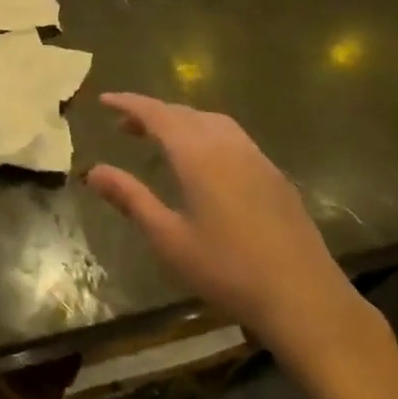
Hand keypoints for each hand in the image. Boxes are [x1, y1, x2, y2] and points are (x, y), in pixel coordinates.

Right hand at [86, 93, 384, 375]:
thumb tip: (93, 171)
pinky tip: (204, 161)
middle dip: (152, 113)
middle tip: (125, 126)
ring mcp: (257, 158)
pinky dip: (206, 133)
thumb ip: (131, 199)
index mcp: (199, 156)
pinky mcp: (275, 176)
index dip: (129, 104)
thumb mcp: (169, 238)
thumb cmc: (227, 270)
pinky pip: (233, 137)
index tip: (105, 100)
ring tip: (161, 139)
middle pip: (185, 114)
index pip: (157, 115)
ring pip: (212, 122)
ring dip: (182, 121)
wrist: (304, 298)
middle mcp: (228, 146)